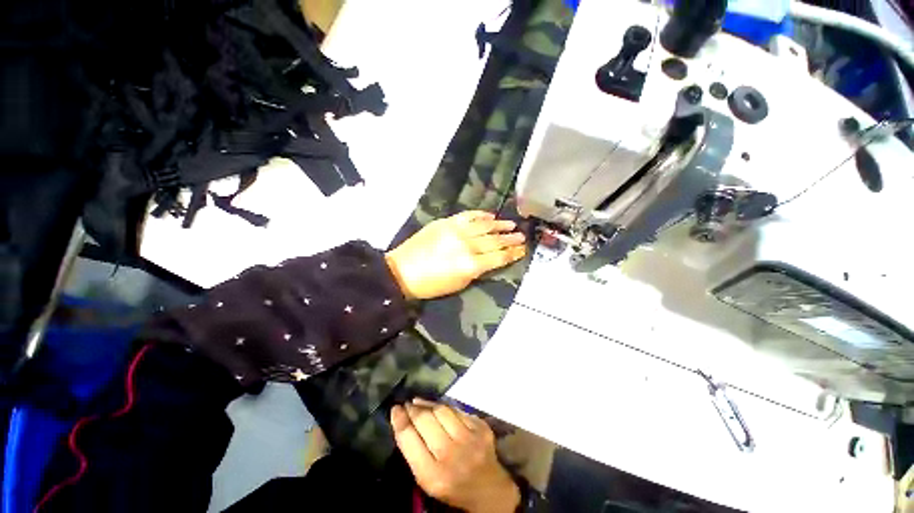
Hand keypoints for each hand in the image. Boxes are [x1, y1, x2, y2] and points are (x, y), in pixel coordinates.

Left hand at [385, 211, 526, 299]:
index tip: (523, 249)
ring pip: (484, 225)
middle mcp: (466, 246)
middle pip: (494, 240)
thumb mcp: (459, 284)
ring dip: (499, 224)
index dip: (512, 253)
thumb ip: (478, 271)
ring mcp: (456, 231)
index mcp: (470, 265)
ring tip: (511, 224)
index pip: (498, 257)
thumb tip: (491, 260)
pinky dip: (480, 214)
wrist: (403, 271)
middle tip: (521, 235)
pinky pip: (467, 216)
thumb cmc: (431, 285)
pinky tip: (490, 215)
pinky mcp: (445, 222)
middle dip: (510, 238)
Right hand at [391, 399, 519, 512]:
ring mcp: (470, 439)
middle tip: (407, 405)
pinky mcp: (481, 427)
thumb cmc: (452, 486)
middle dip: (413, 409)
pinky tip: (438, 407)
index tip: (395, 409)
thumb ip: (415, 452)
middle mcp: (451, 455)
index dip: (400, 421)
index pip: (410, 440)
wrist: (489, 489)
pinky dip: (445, 406)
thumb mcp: (428, 478)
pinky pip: (457, 410)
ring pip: (442, 410)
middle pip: (426, 421)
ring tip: (419, 402)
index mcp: (433, 475)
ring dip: (428, 404)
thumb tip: (403, 420)